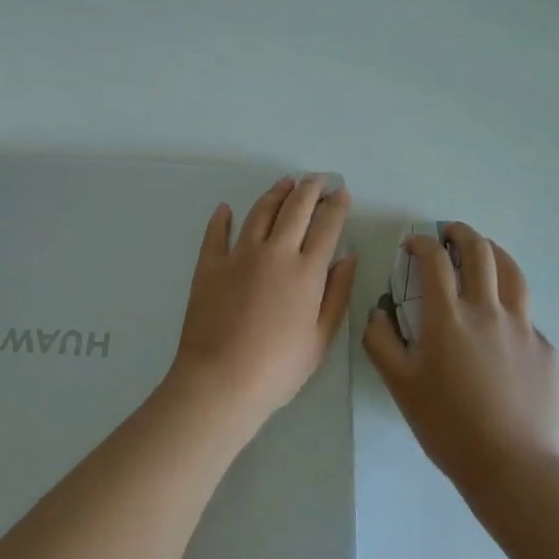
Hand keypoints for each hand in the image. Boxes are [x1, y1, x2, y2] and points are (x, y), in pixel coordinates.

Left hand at [166, 175, 357, 431]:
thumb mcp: (320, 339)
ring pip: (260, 212)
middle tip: (318, 178)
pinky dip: (222, 218)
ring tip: (285, 183)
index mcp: (306, 272)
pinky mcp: (209, 265)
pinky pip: (216, 233)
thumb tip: (348, 258)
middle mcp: (275, 252)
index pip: (327, 227)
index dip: (336, 207)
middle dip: (310, 189)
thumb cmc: (277, 368)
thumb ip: (337, 294)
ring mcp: (238, 255)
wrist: (220, 380)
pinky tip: (225, 209)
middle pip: (295, 209)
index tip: (342, 193)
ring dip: (275, 194)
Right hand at [363, 222, 558, 499]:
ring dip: (494, 253)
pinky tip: (503, 325)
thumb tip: (379, 312)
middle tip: (450, 233)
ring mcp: (522, 327)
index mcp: (448, 316)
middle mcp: (487, 310)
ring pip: (512, 272)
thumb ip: (380, 341)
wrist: (512, 467)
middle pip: (480, 252)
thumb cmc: (447, 425)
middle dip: (461, 233)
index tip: (413, 244)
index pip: (434, 260)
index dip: (422, 243)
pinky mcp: (545, 349)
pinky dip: (510, 306)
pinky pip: (526, 316)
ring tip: (484, 252)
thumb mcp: (399, 384)